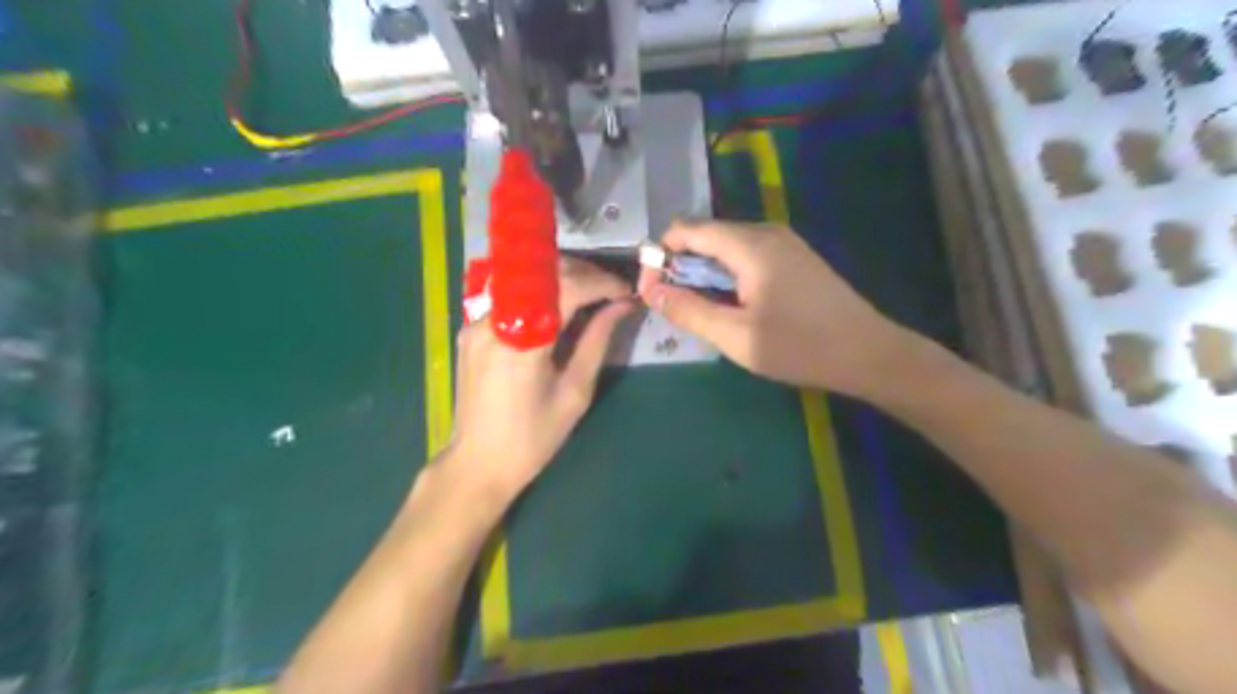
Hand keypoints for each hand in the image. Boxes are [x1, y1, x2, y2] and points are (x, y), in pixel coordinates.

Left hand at [449, 257, 630, 502]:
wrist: (478, 463)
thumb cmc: (533, 437)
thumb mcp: (575, 392)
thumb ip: (597, 341)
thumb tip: (622, 306)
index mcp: (524, 341)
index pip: (567, 287)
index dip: (602, 282)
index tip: (626, 291)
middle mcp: (495, 320)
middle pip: (543, 274)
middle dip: (583, 274)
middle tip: (611, 290)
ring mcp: (476, 322)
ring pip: (525, 281)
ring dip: (561, 281)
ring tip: (590, 295)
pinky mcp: (470, 329)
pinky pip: (509, 298)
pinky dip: (539, 295)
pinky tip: (557, 309)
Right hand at [644, 220, 911, 397]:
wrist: (869, 353)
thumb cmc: (800, 347)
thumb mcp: (736, 336)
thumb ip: (689, 311)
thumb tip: (651, 290)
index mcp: (750, 245)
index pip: (687, 229)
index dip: (660, 255)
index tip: (651, 290)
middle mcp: (766, 232)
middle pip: (706, 236)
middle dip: (680, 267)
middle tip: (673, 307)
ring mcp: (784, 243)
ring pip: (726, 247)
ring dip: (704, 274)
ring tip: (701, 312)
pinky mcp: (793, 257)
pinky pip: (746, 256)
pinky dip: (727, 276)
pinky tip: (732, 305)